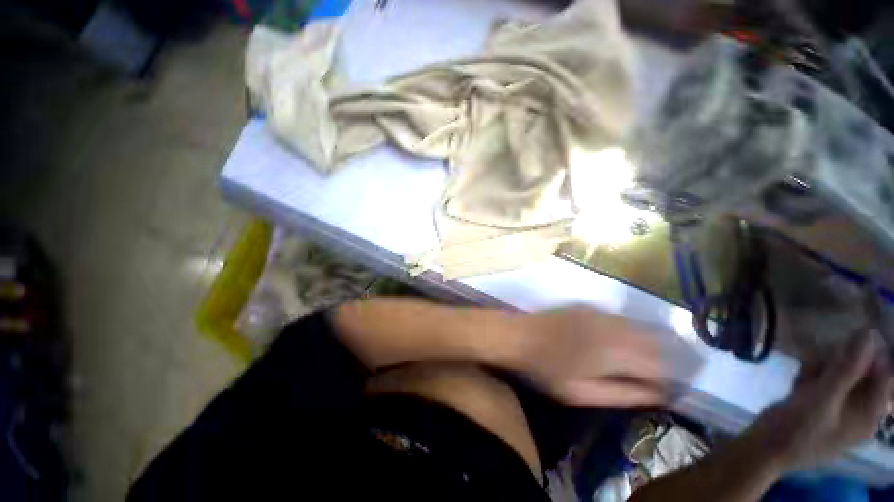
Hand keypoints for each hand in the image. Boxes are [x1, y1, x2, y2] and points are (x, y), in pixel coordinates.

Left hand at [512, 306, 700, 407]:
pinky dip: (632, 328)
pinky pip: (621, 317)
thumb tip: (657, 394)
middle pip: (655, 341)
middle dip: (670, 357)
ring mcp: (599, 313)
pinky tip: (629, 337)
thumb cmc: (546, 369)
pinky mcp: (588, 306)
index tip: (677, 389)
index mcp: (614, 352)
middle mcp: (613, 327)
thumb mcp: (582, 393)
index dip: (673, 378)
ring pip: (640, 325)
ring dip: (653, 340)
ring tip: (659, 356)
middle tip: (674, 371)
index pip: (660, 365)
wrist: (518, 336)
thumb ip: (622, 393)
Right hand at [746, 331, 893, 470]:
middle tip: (819, 363)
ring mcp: (838, 410)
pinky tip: (799, 381)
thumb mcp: (823, 397)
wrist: (764, 448)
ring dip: (823, 369)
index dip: (871, 355)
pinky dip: (813, 377)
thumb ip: (848, 367)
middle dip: (840, 364)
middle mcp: (860, 411)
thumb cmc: (798, 428)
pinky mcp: (820, 408)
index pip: (884, 375)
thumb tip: (869, 333)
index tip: (848, 341)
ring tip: (805, 375)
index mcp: (870, 414)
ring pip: (840, 377)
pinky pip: (825, 384)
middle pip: (861, 374)